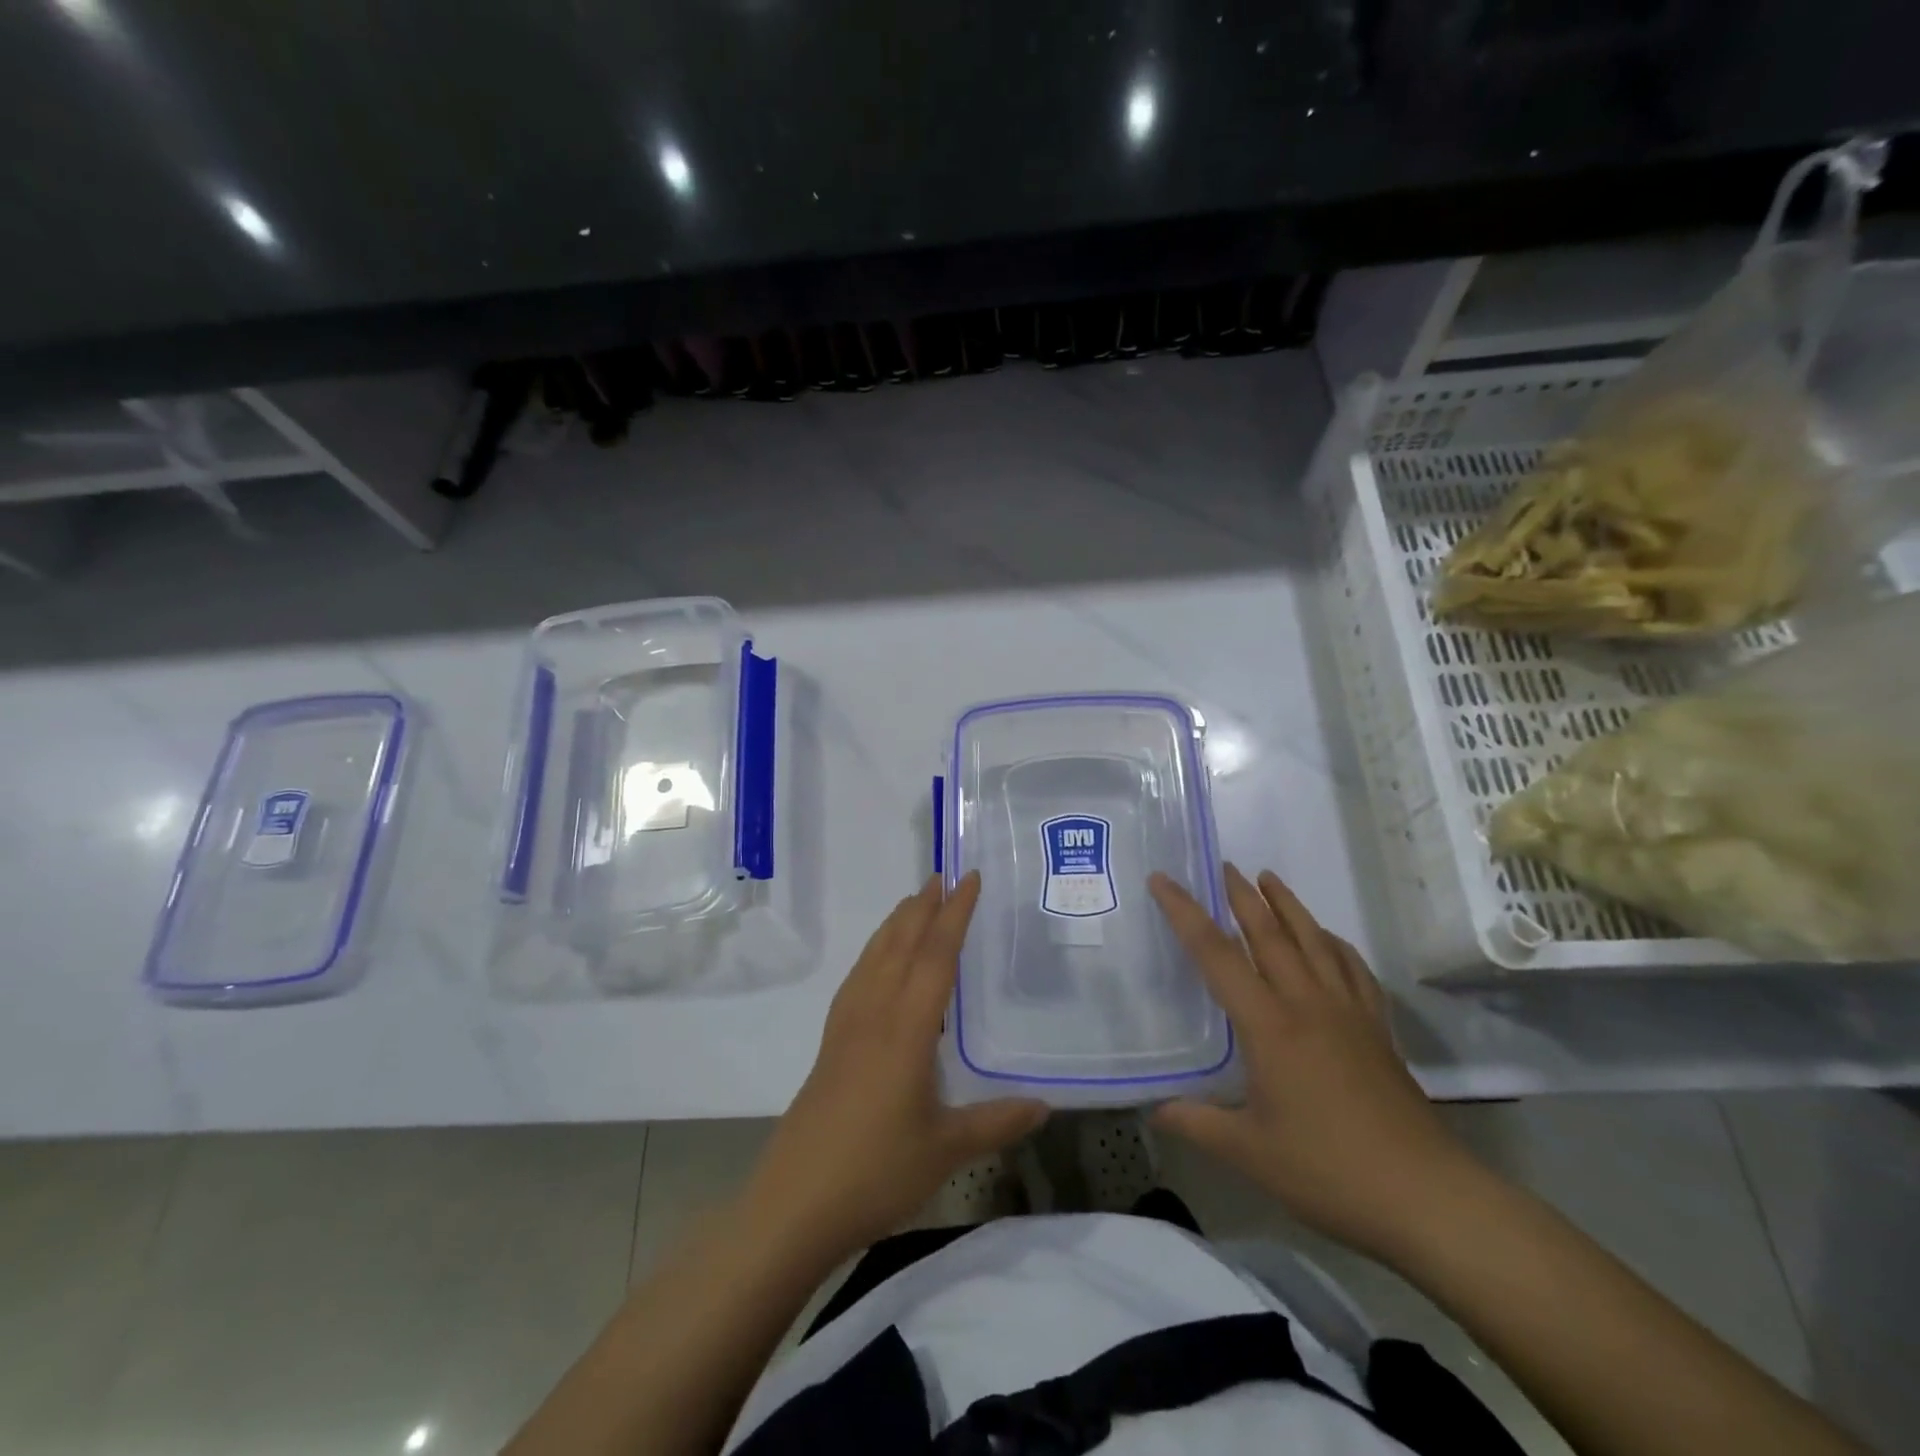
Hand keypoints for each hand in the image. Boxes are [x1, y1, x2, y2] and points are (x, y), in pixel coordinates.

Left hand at [745, 872, 1048, 1258]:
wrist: (794, 1203)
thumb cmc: (875, 1172)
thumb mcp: (947, 1150)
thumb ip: (997, 1122)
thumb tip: (1045, 1105)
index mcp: (907, 1028)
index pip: (935, 956)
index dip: (955, 914)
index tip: (969, 879)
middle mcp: (874, 1014)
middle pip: (900, 944)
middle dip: (923, 907)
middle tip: (942, 876)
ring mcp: (846, 1027)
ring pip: (874, 958)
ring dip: (895, 924)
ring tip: (913, 903)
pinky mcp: (830, 1045)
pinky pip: (856, 980)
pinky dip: (873, 954)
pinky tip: (877, 964)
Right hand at [1147, 864, 1480, 1263]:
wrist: (1426, 1197)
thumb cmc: (1329, 1171)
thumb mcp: (1248, 1153)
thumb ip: (1196, 1123)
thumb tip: (1153, 1109)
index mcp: (1269, 1025)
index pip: (1216, 954)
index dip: (1185, 913)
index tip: (1163, 879)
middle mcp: (1307, 1004)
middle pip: (1269, 934)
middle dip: (1242, 896)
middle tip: (1223, 865)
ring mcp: (1348, 1013)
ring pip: (1314, 941)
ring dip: (1288, 905)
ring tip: (1269, 878)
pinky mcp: (1377, 1030)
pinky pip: (1353, 970)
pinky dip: (1335, 944)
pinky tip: (1328, 940)